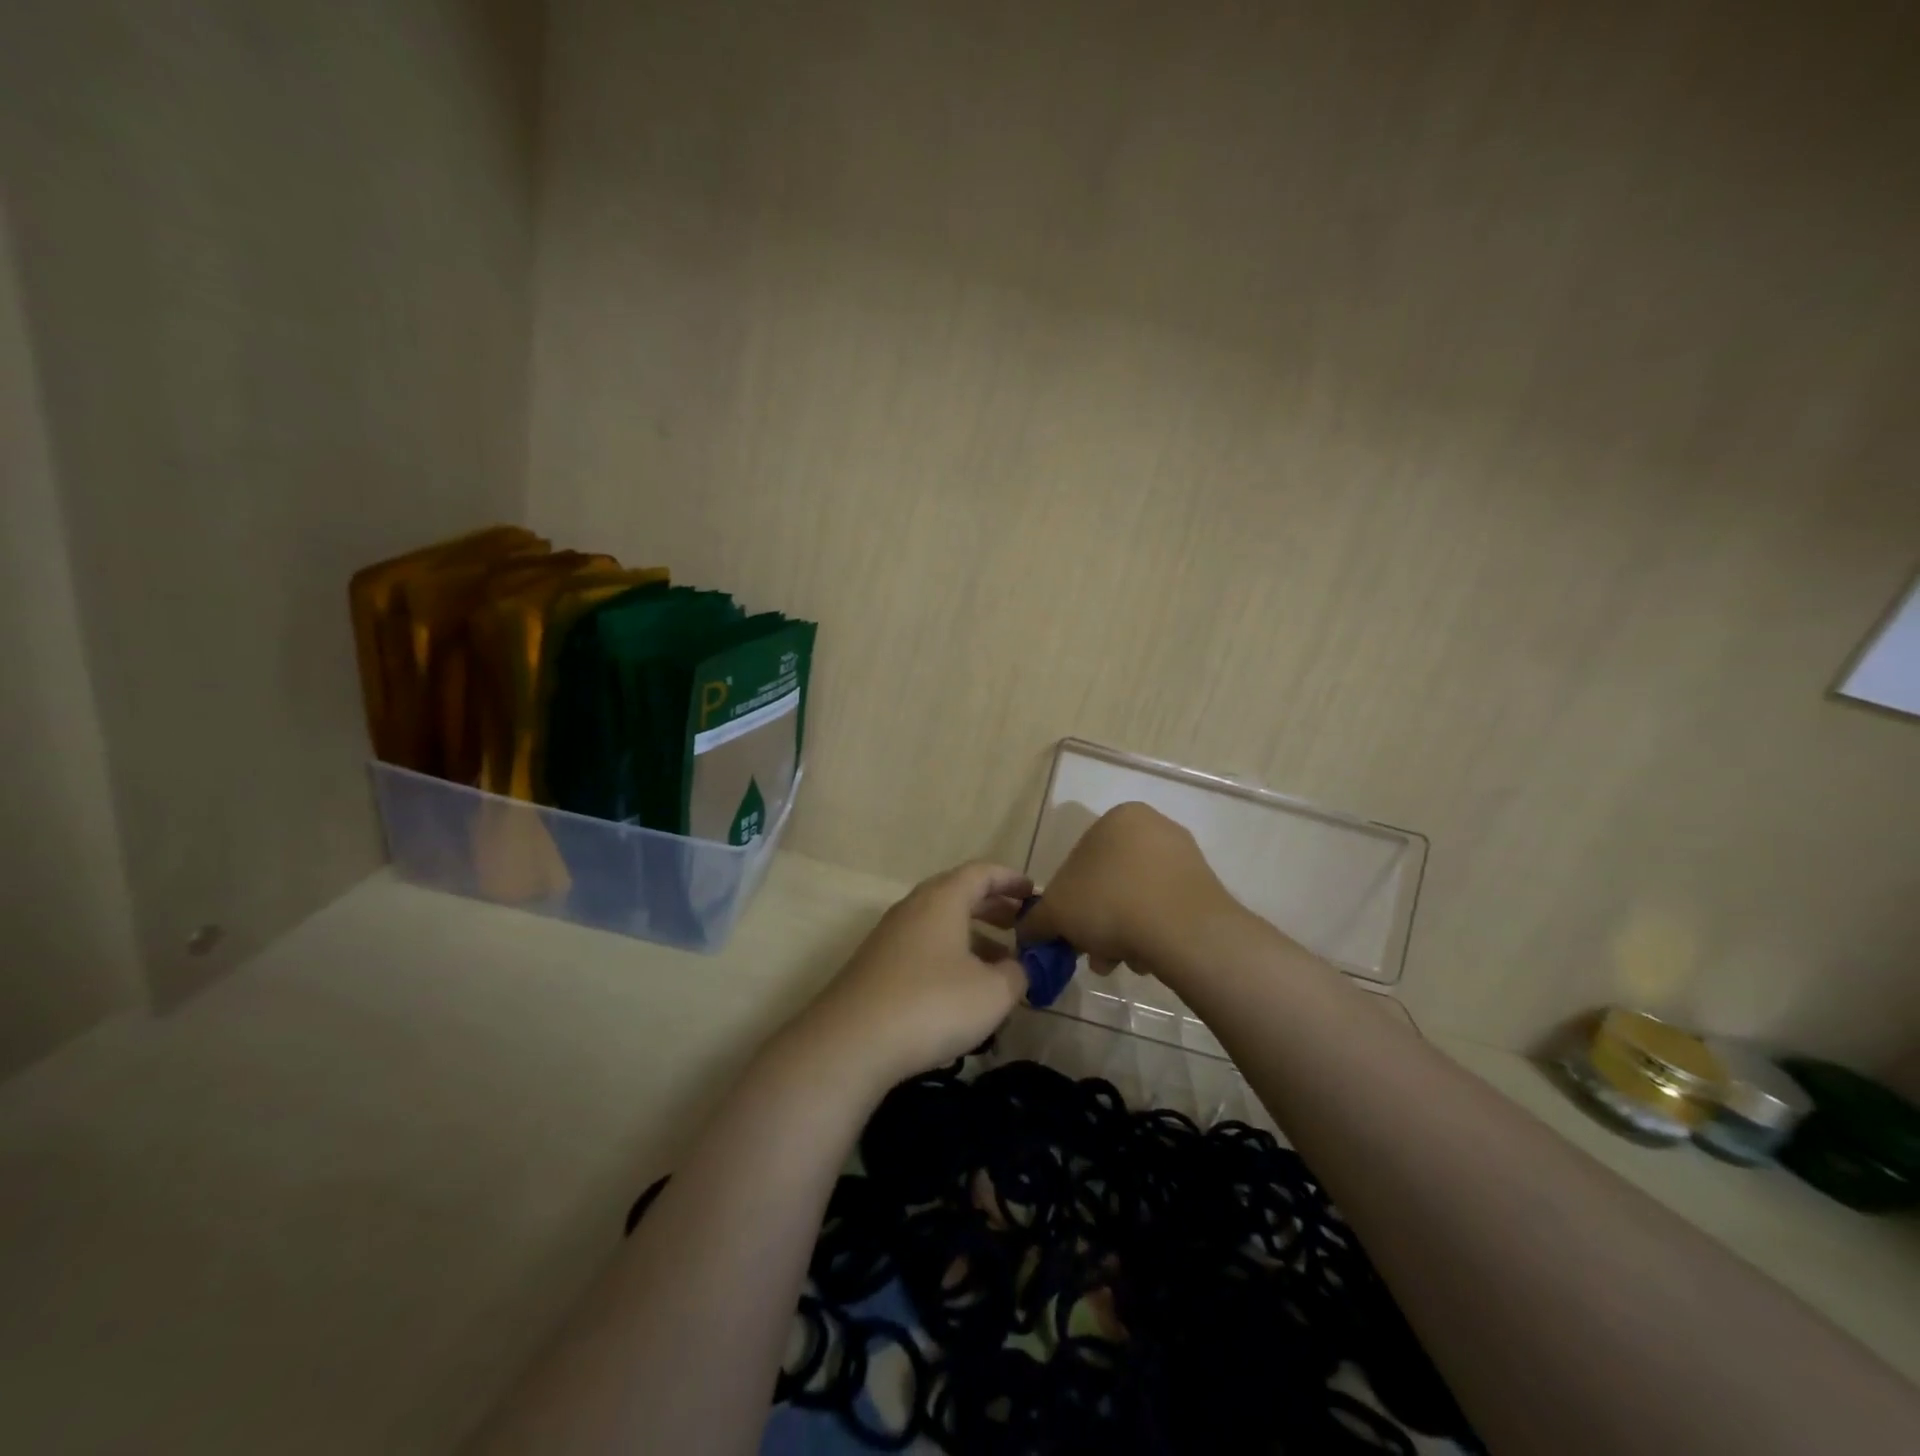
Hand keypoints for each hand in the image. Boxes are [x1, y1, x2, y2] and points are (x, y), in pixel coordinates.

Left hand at [802, 861, 1033, 1089]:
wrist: (851, 1042)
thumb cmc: (932, 1005)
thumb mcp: (993, 992)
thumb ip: (1018, 973)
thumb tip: (1019, 967)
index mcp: (943, 899)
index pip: (981, 873)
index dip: (1011, 880)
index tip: (1034, 893)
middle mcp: (913, 908)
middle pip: (958, 895)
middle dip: (994, 908)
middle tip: (1022, 927)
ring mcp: (890, 937)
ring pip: (940, 925)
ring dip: (973, 938)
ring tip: (1002, 966)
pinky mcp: (876, 966)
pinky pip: (923, 949)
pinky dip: (950, 958)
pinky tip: (963, 992)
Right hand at [1018, 803, 1244, 983]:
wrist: (1185, 931)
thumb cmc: (1110, 903)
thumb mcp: (1056, 913)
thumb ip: (1036, 920)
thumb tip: (1027, 932)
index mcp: (1117, 818)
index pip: (1078, 860)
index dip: (1067, 901)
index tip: (1067, 932)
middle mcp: (1153, 826)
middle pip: (1109, 882)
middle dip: (1096, 922)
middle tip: (1090, 953)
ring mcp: (1184, 855)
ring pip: (1137, 898)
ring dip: (1122, 932)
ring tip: (1119, 963)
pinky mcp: (1206, 887)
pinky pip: (1166, 910)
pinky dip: (1152, 933)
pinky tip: (1147, 960)